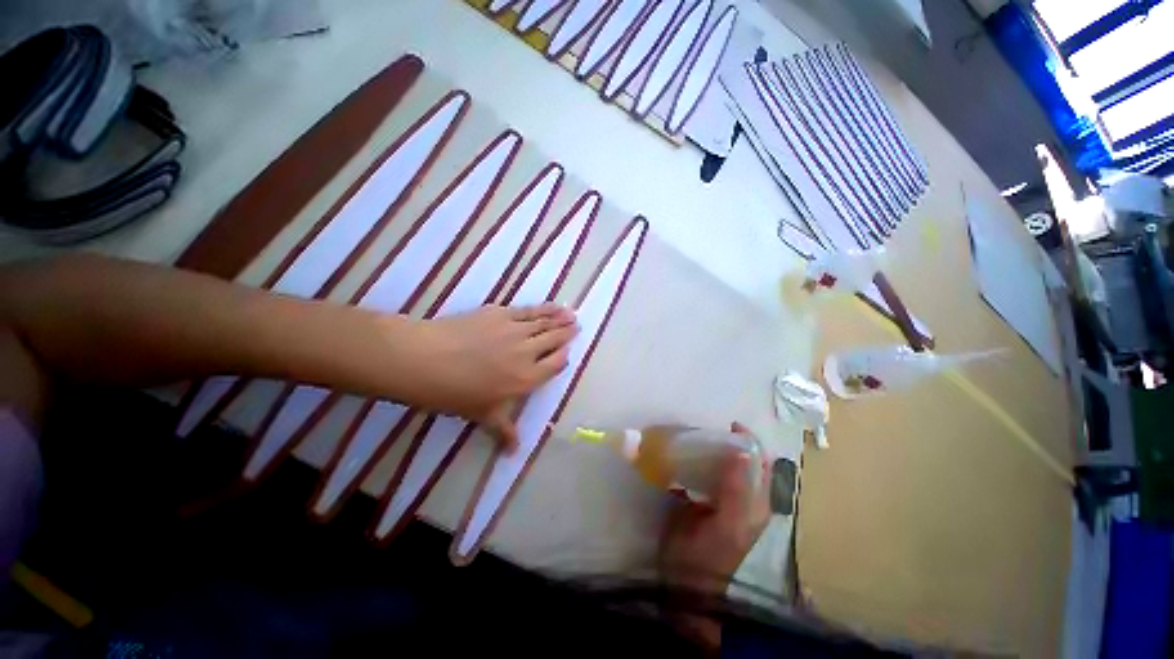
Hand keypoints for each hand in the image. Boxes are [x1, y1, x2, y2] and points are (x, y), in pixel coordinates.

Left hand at [397, 303, 577, 450]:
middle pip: (554, 340)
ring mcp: (516, 330)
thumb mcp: (482, 415)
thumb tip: (513, 453)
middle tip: (577, 327)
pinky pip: (529, 310)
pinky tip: (553, 305)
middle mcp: (528, 352)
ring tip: (572, 315)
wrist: (426, 360)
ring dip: (560, 319)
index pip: (554, 365)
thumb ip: (504, 431)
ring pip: (545, 323)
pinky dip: (544, 308)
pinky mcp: (502, 313)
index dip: (563, 357)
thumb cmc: (455, 393)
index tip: (566, 352)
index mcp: (527, 378)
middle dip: (567, 334)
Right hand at [659, 422, 771, 595]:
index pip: (761, 463)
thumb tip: (742, 452)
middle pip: (740, 460)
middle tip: (706, 431)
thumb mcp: (727, 525)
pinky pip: (701, 471)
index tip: (729, 425)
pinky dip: (694, 460)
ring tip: (693, 438)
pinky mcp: (700, 498)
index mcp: (755, 502)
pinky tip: (682, 455)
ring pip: (720, 464)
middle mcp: (741, 496)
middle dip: (727, 442)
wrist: (685, 581)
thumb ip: (736, 490)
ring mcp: (719, 497)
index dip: (750, 442)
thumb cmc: (709, 555)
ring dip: (709, 449)